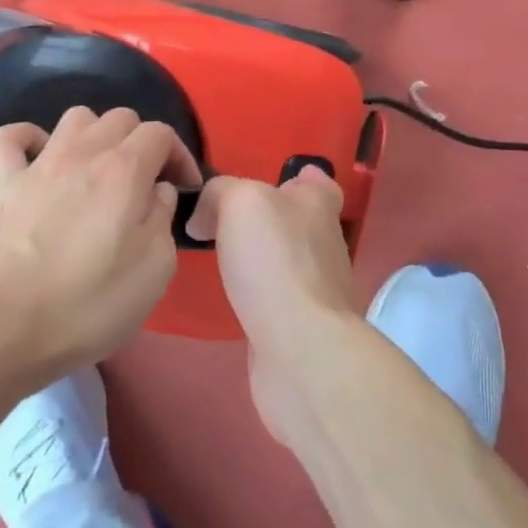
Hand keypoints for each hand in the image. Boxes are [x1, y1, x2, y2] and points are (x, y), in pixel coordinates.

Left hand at [0, 106, 201, 389]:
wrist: (7, 327)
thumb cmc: (91, 303)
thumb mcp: (156, 268)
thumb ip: (163, 217)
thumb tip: (156, 192)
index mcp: (125, 169)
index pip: (161, 133)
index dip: (179, 156)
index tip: (184, 189)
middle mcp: (83, 152)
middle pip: (121, 118)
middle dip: (141, 143)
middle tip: (145, 184)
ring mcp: (39, 165)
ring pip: (75, 117)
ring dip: (95, 135)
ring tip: (100, 171)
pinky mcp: (3, 185)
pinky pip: (8, 138)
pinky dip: (27, 139)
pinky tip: (39, 158)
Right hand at [188, 167, 364, 445]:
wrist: (299, 348)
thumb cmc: (275, 261)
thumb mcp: (240, 202)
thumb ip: (219, 193)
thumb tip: (202, 217)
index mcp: (318, 205)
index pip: (318, 183)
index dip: (300, 178)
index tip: (272, 181)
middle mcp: (324, 242)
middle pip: (300, 220)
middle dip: (271, 217)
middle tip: (224, 219)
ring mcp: (317, 287)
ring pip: (287, 259)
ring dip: (262, 256)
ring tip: (221, 255)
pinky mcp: (302, 325)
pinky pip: (276, 297)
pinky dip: (258, 293)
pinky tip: (233, 296)